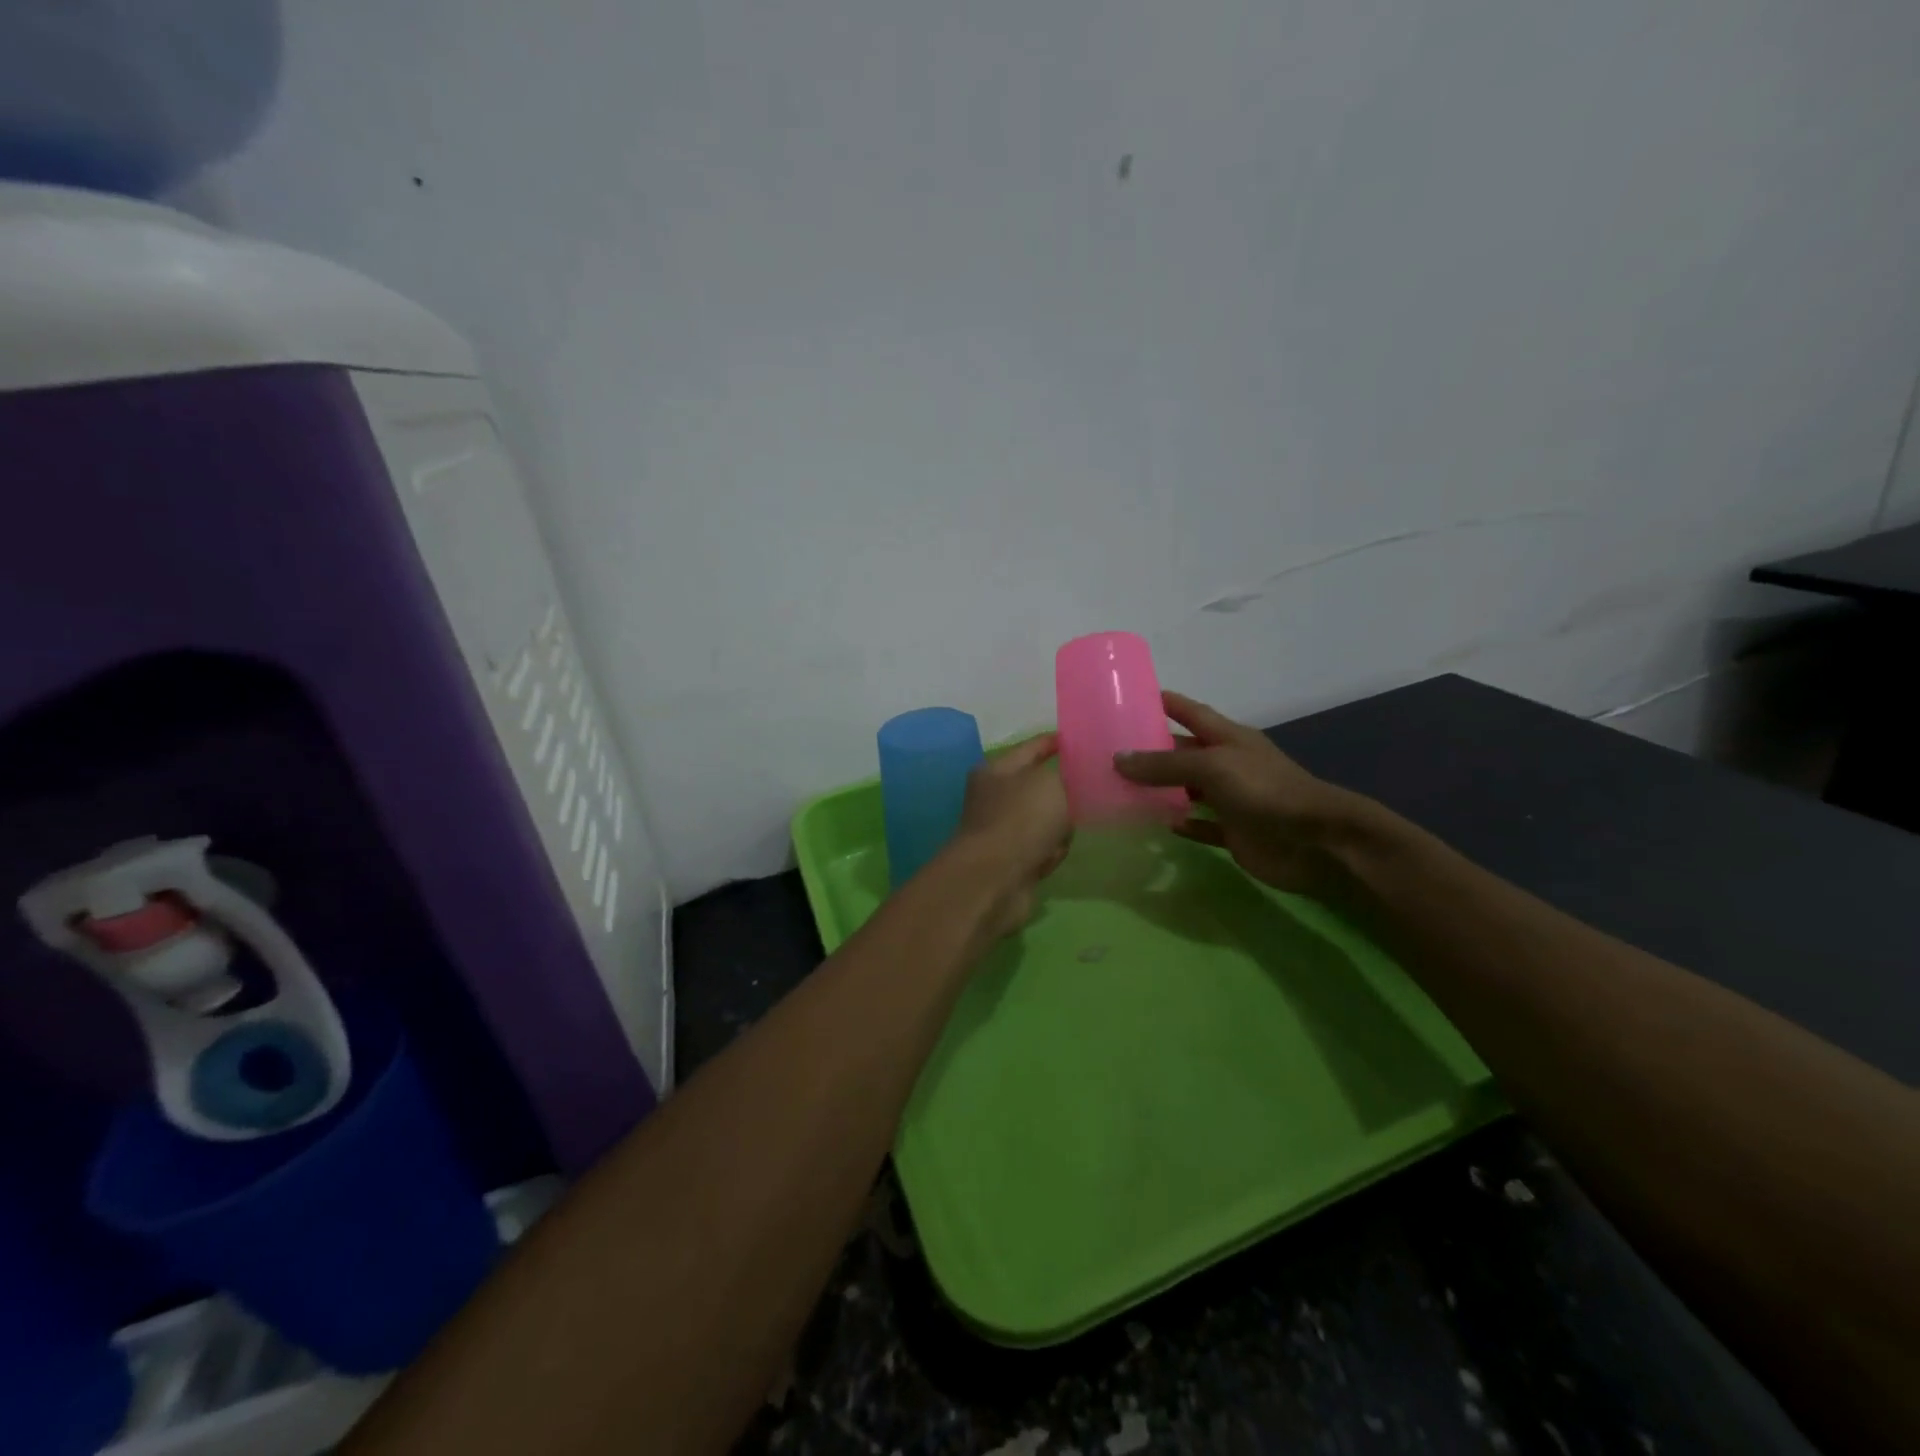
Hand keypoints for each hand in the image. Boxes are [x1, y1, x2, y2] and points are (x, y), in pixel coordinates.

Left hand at [942, 733, 1071, 938]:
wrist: (997, 879)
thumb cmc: (1021, 819)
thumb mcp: (1051, 782)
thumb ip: (1067, 774)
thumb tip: (1072, 778)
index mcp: (996, 770)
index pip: (1031, 747)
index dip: (1054, 742)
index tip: (1080, 740)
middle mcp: (994, 797)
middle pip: (1040, 787)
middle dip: (1064, 793)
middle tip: (1091, 790)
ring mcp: (1001, 830)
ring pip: (1045, 820)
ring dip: (1060, 828)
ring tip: (1066, 832)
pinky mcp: (1011, 861)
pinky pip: (1042, 849)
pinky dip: (1050, 853)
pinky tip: (1050, 858)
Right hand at [1114, 692, 1362, 898]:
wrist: (1317, 842)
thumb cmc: (1265, 791)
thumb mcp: (1212, 766)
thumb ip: (1165, 764)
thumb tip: (1118, 758)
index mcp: (1228, 738)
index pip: (1191, 712)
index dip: (1166, 703)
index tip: (1132, 697)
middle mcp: (1229, 765)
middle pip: (1184, 752)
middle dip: (1153, 751)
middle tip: (1111, 752)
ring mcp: (1232, 800)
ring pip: (1189, 789)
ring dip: (1162, 789)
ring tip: (1123, 789)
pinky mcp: (1235, 833)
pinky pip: (1203, 826)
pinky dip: (1184, 824)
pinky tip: (1163, 825)